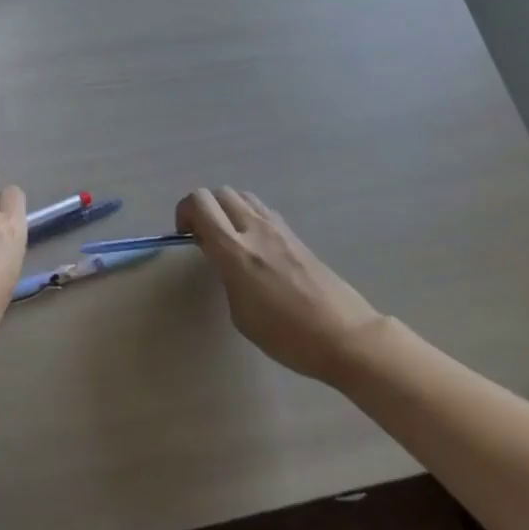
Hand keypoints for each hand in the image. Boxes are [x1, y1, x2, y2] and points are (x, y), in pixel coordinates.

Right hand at [177, 187, 384, 385]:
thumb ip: (225, 275)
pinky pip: (262, 210)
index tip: (186, 237)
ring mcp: (278, 228)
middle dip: (204, 209)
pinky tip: (255, 246)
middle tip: (204, 238)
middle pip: (219, 193)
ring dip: (228, 210)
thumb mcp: (240, 313)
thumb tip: (221, 256)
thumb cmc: (287, 336)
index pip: (200, 202)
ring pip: (242, 196)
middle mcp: (254, 229)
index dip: (184, 212)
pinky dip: (249, 216)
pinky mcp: (295, 234)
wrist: (344, 336)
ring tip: (230, 240)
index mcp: (234, 250)